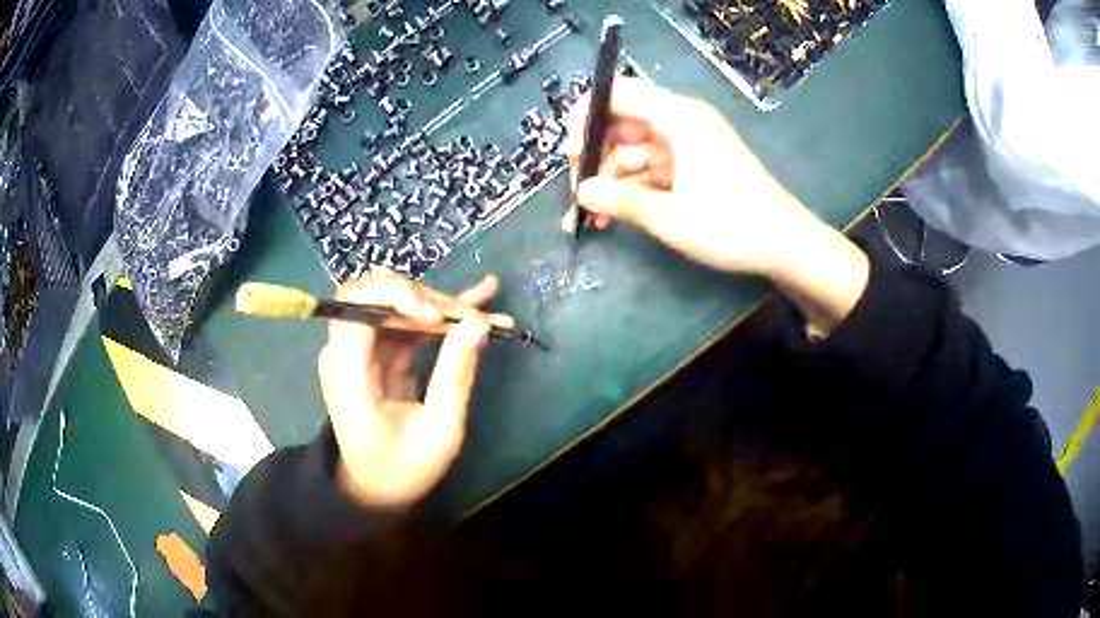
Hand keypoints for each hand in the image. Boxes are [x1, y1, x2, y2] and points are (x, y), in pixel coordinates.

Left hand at [317, 272, 513, 508]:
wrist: (376, 489)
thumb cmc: (403, 470)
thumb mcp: (438, 433)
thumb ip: (454, 376)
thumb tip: (478, 323)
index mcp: (347, 375)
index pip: (355, 309)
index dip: (396, 296)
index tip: (438, 316)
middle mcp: (345, 354)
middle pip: (376, 297)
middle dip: (428, 300)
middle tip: (473, 318)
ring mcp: (359, 351)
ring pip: (396, 304)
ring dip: (440, 305)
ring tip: (488, 312)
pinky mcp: (376, 353)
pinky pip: (405, 322)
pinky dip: (438, 314)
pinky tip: (476, 301)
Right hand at [564, 78, 815, 277]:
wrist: (785, 244)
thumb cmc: (732, 226)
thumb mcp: (671, 217)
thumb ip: (621, 201)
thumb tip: (581, 192)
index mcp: (678, 117)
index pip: (617, 94)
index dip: (586, 117)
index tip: (571, 154)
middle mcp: (680, 121)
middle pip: (620, 124)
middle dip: (594, 158)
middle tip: (578, 196)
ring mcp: (686, 143)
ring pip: (632, 151)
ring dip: (609, 181)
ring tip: (591, 218)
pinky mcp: (692, 164)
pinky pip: (650, 168)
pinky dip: (631, 188)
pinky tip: (612, 216)